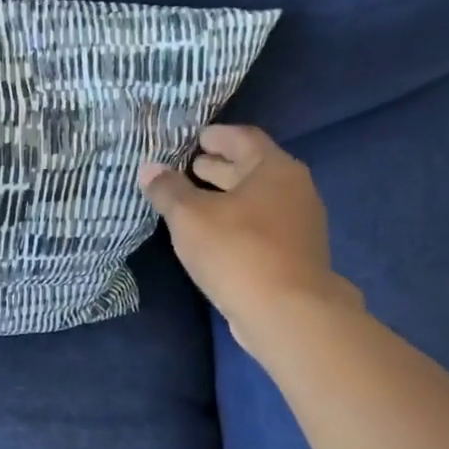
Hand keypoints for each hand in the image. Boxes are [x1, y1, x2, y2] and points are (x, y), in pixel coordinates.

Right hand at [139, 124, 359, 354]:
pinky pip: (261, 224)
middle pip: (253, 168)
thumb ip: (168, 190)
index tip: (196, 137)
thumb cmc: (236, 251)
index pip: (244, 138)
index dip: (217, 135)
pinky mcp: (295, 254)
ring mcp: (299, 224)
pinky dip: (236, 219)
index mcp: (274, 169)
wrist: (287, 312)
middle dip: (220, 166)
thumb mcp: (189, 217)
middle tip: (189, 166)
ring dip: (226, 195)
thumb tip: (149, 168)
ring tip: (194, 200)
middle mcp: (294, 190)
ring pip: (257, 199)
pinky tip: (213, 233)